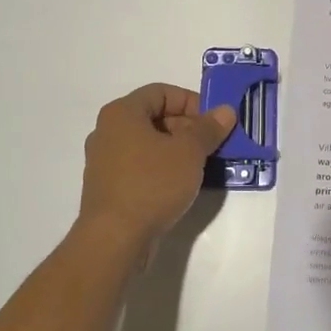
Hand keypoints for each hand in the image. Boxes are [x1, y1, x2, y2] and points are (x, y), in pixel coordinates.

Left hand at [77, 83, 236, 252]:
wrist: (114, 239)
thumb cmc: (151, 184)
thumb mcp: (189, 152)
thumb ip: (208, 128)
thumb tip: (226, 111)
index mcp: (122, 113)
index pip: (161, 92)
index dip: (191, 102)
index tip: (214, 122)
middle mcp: (108, 131)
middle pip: (154, 117)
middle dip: (188, 128)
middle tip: (213, 145)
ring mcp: (105, 161)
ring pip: (148, 144)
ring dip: (177, 150)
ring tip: (202, 166)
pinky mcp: (108, 187)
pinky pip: (140, 167)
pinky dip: (162, 169)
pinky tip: (181, 186)